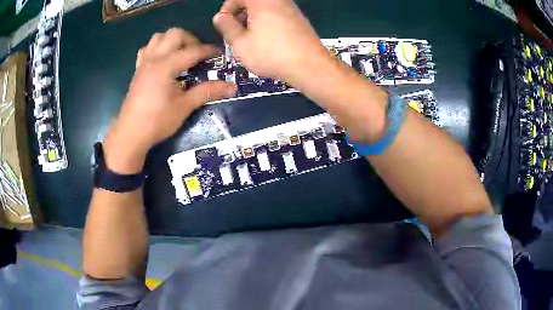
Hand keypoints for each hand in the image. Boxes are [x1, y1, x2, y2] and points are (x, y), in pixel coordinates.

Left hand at [104, 28, 235, 172]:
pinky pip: (147, 48)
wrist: (131, 134)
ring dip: (173, 40)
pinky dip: (157, 47)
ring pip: (159, 37)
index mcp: (166, 66)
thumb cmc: (157, 121)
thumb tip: (232, 87)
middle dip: (190, 39)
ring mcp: (144, 63)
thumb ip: (207, 92)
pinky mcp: (138, 70)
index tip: (220, 54)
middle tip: (197, 55)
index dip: (209, 50)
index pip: (193, 51)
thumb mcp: (184, 106)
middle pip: (175, 34)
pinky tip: (163, 60)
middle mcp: (154, 58)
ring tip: (181, 54)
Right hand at [213, 0, 330, 83]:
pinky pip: (275, 14)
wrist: (309, 66)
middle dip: (239, 15)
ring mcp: (290, 8)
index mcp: (262, 1)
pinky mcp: (298, 18)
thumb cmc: (271, 54)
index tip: (224, 24)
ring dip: (251, 20)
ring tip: (249, 39)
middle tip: (235, 33)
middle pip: (251, 2)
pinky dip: (265, 22)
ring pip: (263, 8)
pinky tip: (265, 40)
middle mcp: (278, 0)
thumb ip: (226, 27)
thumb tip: (220, 17)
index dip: (227, 9)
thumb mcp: (240, 43)